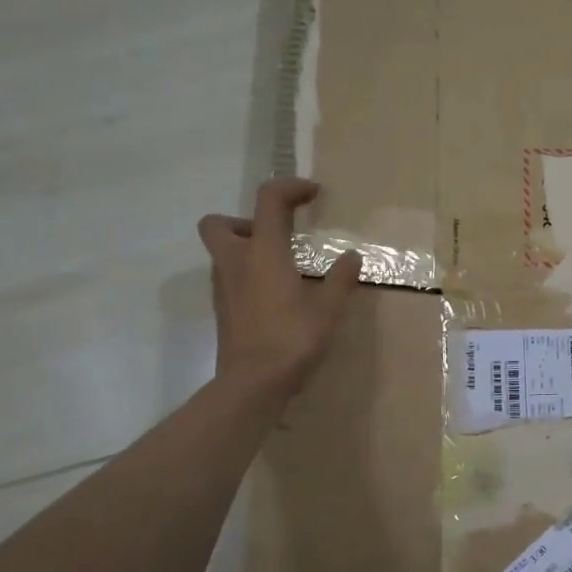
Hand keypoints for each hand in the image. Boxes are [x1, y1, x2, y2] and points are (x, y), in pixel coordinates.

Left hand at [197, 177, 361, 399]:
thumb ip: (340, 279)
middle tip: (277, 236)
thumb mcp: (328, 310)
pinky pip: (230, 277)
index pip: (268, 200)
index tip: (313, 193)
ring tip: (283, 268)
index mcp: (263, 253)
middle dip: (246, 220)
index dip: (290, 187)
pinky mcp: (223, 310)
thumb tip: (352, 257)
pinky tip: (275, 296)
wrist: (252, 384)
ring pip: (222, 252)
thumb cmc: (291, 340)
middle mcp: (236, 263)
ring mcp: (224, 288)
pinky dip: (248, 275)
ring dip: (247, 248)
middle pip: (219, 223)